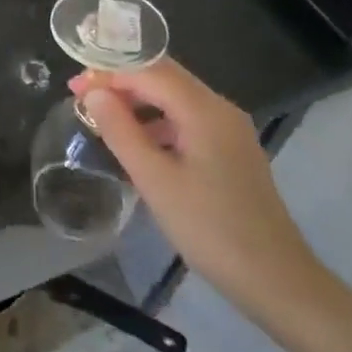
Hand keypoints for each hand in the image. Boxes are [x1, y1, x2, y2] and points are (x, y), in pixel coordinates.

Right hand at [70, 58, 331, 327]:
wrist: (277, 281)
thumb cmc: (211, 229)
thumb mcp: (155, 181)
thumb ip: (121, 131)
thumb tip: (94, 93)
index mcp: (204, 109)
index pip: (149, 70)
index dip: (108, 73)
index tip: (74, 87)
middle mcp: (220, 108)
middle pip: (164, 77)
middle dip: (121, 81)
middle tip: (82, 98)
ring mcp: (229, 129)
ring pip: (175, 98)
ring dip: (138, 102)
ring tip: (103, 120)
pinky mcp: (231, 150)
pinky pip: (187, 119)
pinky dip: (158, 122)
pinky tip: (138, 144)